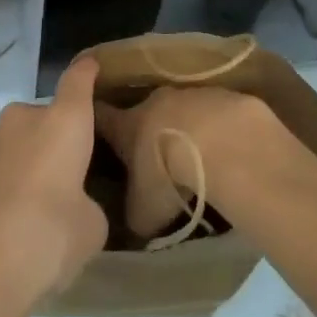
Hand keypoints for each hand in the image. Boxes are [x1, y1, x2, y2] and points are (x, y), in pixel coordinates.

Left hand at [0, 56, 107, 316]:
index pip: (78, 79)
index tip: (92, 66)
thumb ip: (87, 204)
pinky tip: (10, 228)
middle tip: (70, 180)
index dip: (87, 72)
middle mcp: (23, 119)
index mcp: (62, 121)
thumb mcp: (90, 229)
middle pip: (47, 118)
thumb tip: (72, 204)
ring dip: (30, 165)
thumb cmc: (46, 240)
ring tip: (38, 212)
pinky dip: (7, 188)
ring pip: (20, 145)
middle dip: (58, 142)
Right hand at [93, 85, 288, 237]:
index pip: (103, 117)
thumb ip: (135, 214)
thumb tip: (135, 221)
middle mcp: (154, 102)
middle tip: (155, 154)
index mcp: (127, 125)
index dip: (97, 120)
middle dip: (149, 129)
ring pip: (181, 110)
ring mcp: (189, 94)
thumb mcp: (143, 211)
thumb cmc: (167, 175)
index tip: (91, 121)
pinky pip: (214, 112)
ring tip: (196, 154)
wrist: (216, 142)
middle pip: (145, 111)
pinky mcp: (221, 95)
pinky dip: (215, 128)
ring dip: (185, 128)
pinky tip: (225, 149)